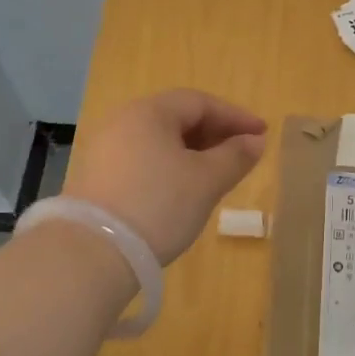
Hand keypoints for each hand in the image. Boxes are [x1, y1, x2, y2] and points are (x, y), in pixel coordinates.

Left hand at [65, 89, 267, 263]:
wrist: (92, 253)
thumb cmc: (158, 205)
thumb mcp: (206, 181)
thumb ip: (235, 156)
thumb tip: (255, 141)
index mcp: (149, 111)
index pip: (200, 102)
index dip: (235, 116)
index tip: (262, 134)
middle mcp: (123, 121)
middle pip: (177, 117)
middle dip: (214, 133)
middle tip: (243, 154)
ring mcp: (106, 149)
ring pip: (160, 140)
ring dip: (193, 152)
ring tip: (218, 173)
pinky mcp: (97, 177)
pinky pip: (144, 159)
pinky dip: (170, 166)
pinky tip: (184, 189)